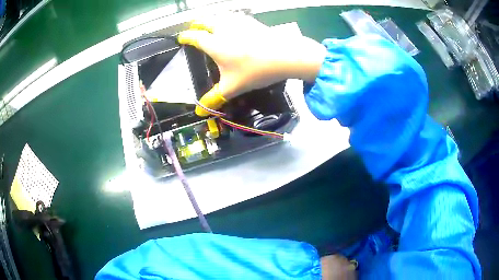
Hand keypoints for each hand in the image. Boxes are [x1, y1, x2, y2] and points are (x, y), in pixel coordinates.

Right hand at [178, 14, 326, 115]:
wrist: (286, 55)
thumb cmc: (255, 70)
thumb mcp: (232, 87)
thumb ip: (214, 98)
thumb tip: (199, 112)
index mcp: (214, 43)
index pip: (193, 37)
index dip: (185, 37)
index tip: (181, 38)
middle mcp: (222, 28)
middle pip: (204, 21)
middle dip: (196, 25)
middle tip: (194, 30)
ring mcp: (238, 22)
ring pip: (219, 17)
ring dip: (212, 21)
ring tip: (211, 27)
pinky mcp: (251, 21)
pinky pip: (234, 17)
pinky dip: (228, 20)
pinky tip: (233, 26)